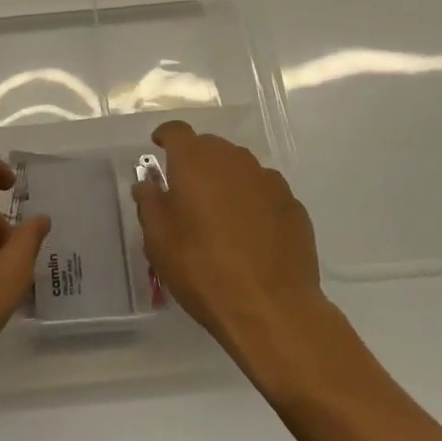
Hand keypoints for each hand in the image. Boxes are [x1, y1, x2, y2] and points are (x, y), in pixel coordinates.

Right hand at [133, 121, 331, 368]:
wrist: (271, 309)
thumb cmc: (203, 270)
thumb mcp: (159, 241)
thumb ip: (150, 204)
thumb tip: (148, 185)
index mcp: (195, 161)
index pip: (177, 131)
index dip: (166, 137)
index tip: (159, 149)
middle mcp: (234, 160)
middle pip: (210, 146)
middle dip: (196, 161)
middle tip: (186, 190)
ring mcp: (268, 180)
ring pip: (240, 168)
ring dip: (226, 180)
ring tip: (219, 213)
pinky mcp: (293, 205)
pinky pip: (264, 191)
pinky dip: (253, 201)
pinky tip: (250, 232)